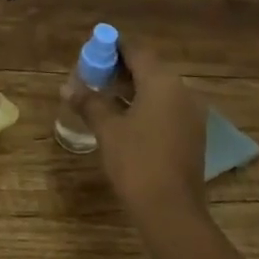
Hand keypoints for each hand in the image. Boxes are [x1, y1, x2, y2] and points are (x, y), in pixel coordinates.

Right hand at [75, 40, 207, 220]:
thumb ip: (89, 102)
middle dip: (120, 68)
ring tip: (102, 95)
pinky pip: (165, 108)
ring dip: (131, 88)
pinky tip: (122, 118)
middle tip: (92, 74)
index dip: (113, 47)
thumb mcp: (107, 129)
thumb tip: (67, 87)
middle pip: (149, 68)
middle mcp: (182, 92)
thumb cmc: (136, 162)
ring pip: (158, 89)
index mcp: (162, 83)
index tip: (92, 51)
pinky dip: (144, 105)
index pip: (137, 51)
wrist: (171, 211)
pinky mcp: (191, 135)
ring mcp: (190, 115)